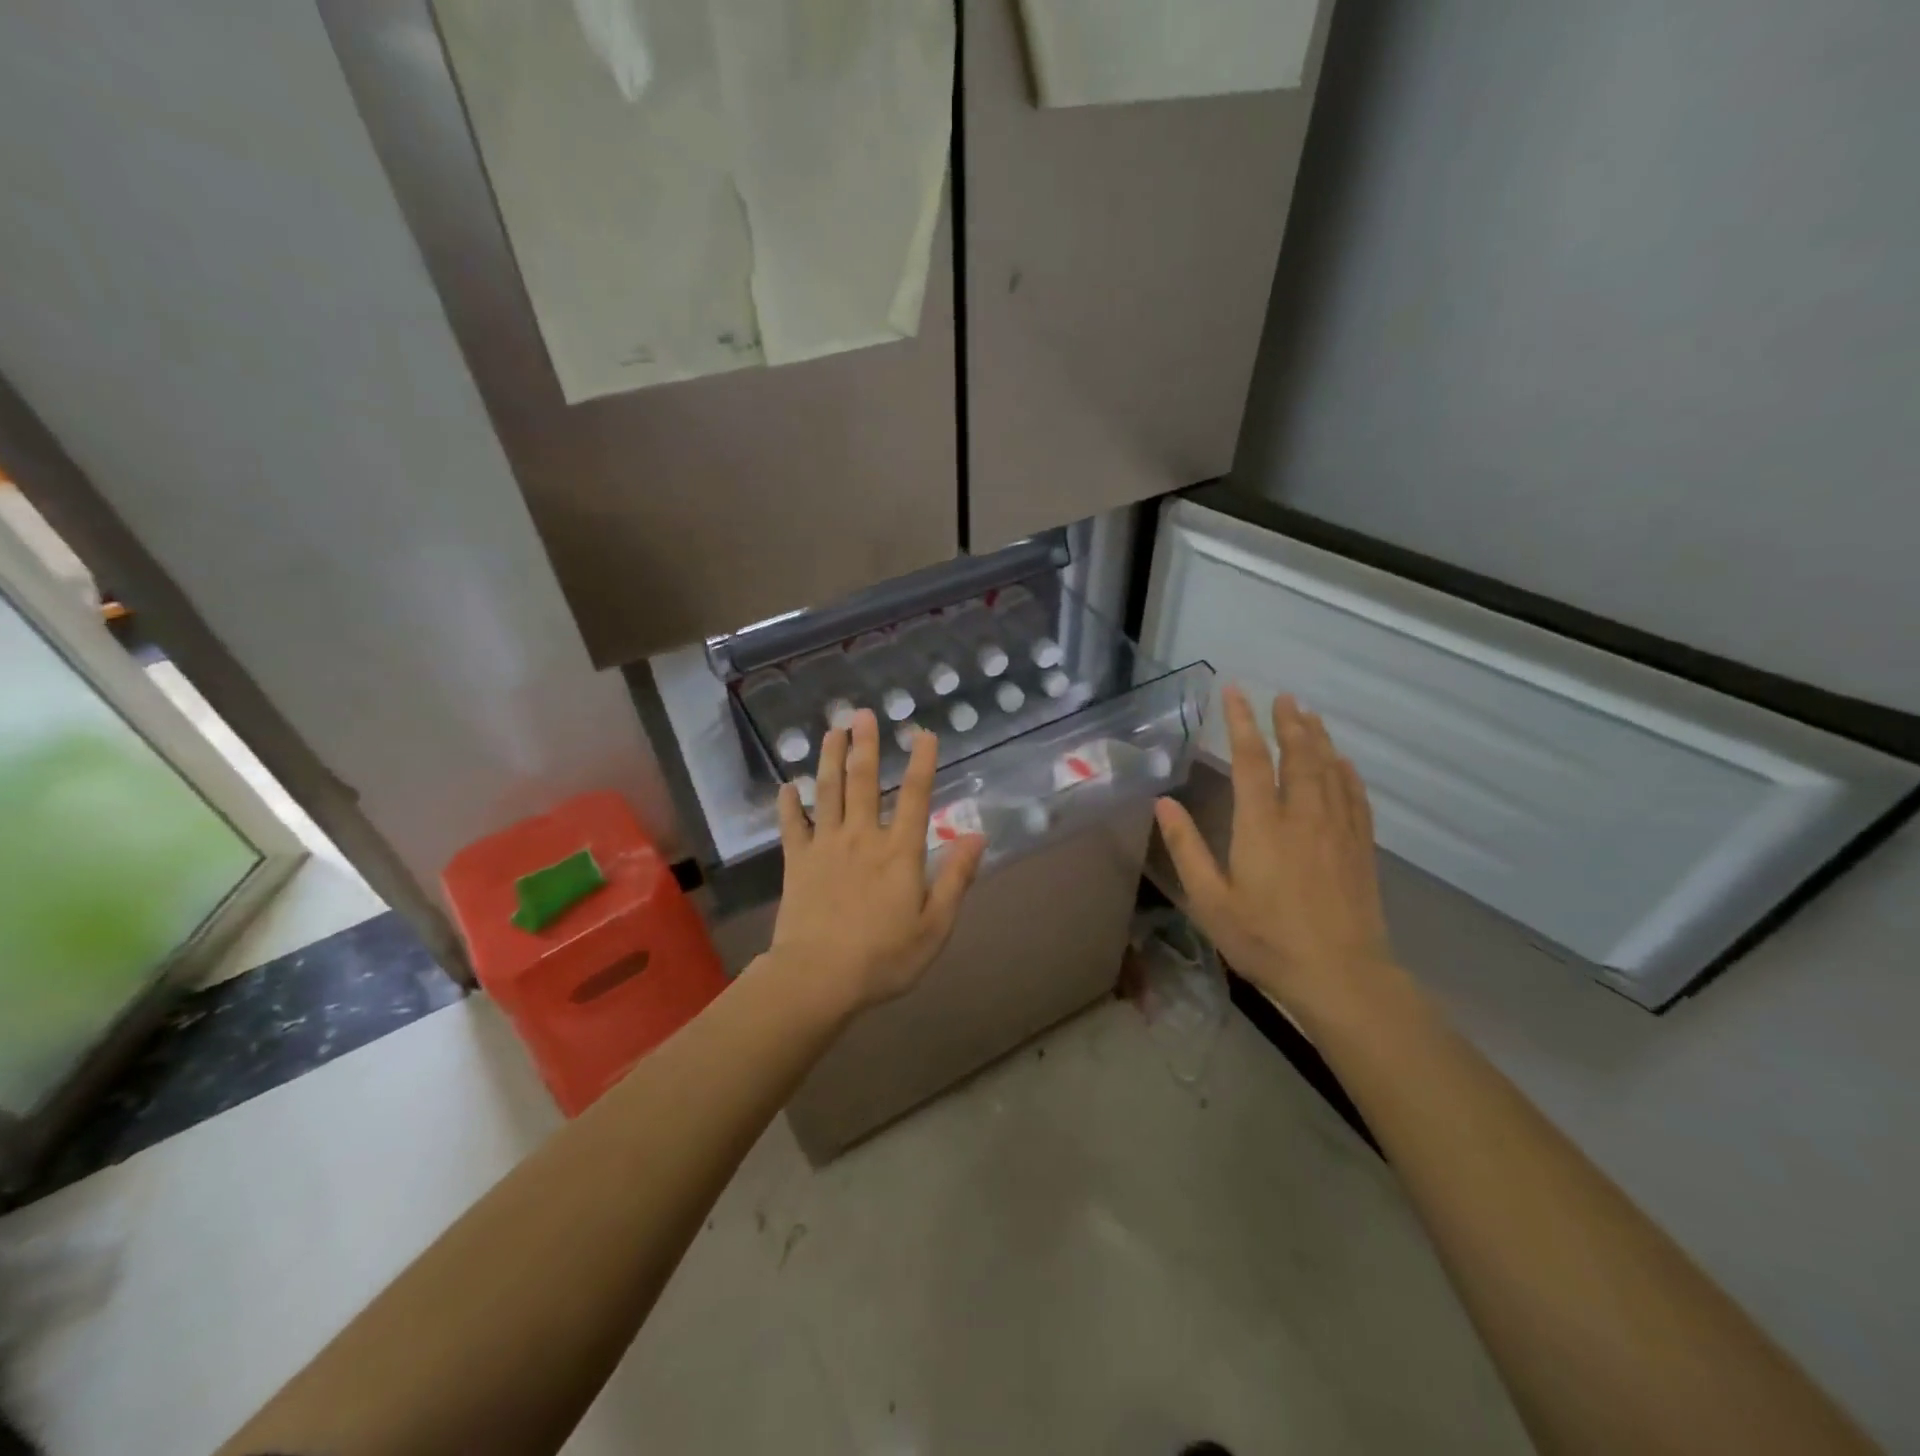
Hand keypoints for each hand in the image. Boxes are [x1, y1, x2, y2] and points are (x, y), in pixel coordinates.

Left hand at [767, 709, 985, 1014]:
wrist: (819, 978)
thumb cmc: (884, 958)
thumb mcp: (935, 926)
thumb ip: (956, 878)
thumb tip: (976, 835)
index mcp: (900, 852)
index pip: (916, 797)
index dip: (922, 762)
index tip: (924, 733)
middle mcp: (863, 837)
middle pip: (865, 782)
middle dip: (865, 745)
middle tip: (862, 713)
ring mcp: (826, 846)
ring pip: (827, 792)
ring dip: (829, 759)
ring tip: (830, 731)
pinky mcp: (797, 862)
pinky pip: (792, 826)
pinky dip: (789, 804)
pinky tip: (786, 786)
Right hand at [1154, 685, 1403, 1029]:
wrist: (1341, 976)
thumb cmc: (1266, 940)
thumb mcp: (1210, 900)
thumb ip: (1186, 848)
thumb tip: (1163, 803)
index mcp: (1262, 826)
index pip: (1251, 760)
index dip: (1242, 722)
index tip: (1236, 692)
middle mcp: (1302, 816)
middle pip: (1298, 755)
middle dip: (1288, 722)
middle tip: (1282, 696)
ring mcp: (1337, 830)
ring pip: (1329, 770)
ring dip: (1318, 738)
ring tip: (1308, 715)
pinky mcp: (1361, 848)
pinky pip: (1355, 797)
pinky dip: (1346, 773)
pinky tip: (1342, 763)